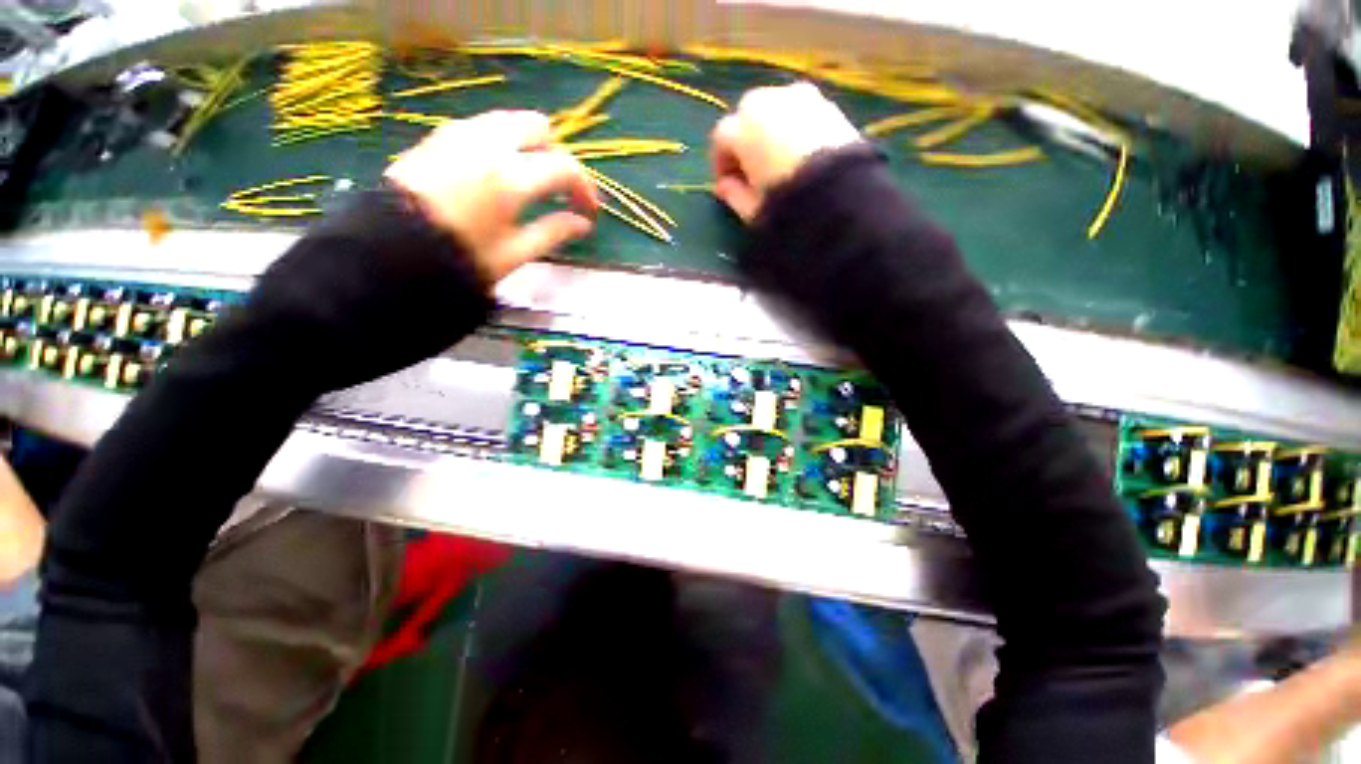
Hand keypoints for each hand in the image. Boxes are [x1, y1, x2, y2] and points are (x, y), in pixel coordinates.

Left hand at [385, 110, 596, 283]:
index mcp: (512, 177)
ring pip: (509, 121)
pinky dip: (500, 143)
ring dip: (528, 146)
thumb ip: (554, 232)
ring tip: (528, 181)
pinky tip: (496, 174)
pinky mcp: (438, 136)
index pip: (566, 167)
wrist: (391, 251)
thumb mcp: (516, 252)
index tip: (588, 212)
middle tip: (557, 190)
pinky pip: (482, 127)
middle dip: (556, 155)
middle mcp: (489, 143)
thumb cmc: (461, 257)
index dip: (585, 189)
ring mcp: (460, 133)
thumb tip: (582, 223)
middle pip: (539, 127)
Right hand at [710, 82, 862, 221]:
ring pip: (774, 108)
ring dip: (769, 129)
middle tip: (751, 168)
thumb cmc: (787, 203)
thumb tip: (724, 186)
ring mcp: (800, 97)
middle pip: (747, 115)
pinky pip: (800, 111)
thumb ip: (733, 195)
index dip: (721, 161)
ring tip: (778, 158)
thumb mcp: (752, 209)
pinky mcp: (827, 102)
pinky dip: (794, 126)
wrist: (841, 194)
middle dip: (745, 140)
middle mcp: (768, 102)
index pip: (721, 138)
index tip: (727, 183)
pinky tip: (800, 151)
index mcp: (744, 129)